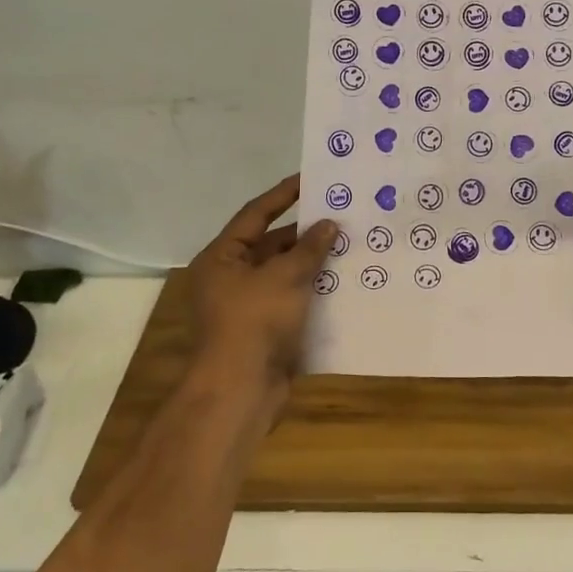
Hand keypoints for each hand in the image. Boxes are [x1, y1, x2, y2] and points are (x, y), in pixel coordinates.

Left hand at [186, 175, 335, 402]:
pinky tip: (344, 281)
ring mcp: (248, 306)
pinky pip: (293, 299)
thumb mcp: (284, 277)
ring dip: (313, 261)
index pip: (255, 214)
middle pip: (271, 244)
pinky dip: (314, 289)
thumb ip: (309, 248)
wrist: (240, 393)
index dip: (283, 194)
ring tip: (349, 243)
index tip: (311, 178)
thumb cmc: (254, 323)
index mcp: (222, 258)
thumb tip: (329, 224)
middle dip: (305, 232)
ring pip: (285, 273)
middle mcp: (231, 277)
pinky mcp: (266, 329)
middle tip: (341, 214)